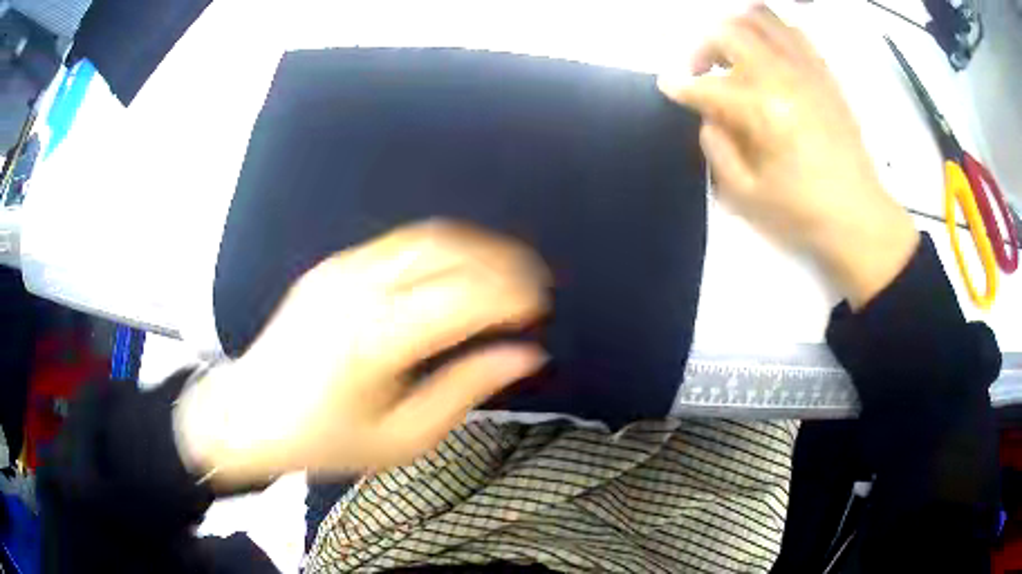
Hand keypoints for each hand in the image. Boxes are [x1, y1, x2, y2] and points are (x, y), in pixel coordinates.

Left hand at [175, 220, 549, 482]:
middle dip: (503, 260)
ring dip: (475, 246)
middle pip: (448, 251)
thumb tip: (524, 356)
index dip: (511, 295)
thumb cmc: (325, 438)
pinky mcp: (332, 266)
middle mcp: (359, 291)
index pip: (463, 297)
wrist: (250, 413)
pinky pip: (399, 244)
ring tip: (506, 269)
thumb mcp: (402, 437)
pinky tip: (456, 269)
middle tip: (533, 283)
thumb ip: (465, 390)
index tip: (540, 307)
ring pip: (426, 237)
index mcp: (376, 340)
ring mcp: (342, 270)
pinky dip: (441, 249)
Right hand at [658, 4, 917, 307]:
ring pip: (761, 19)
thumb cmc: (802, 212)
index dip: (680, 87)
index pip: (707, 86)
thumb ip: (717, 149)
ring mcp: (807, 70)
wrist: (859, 218)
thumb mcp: (745, 196)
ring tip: (735, 56)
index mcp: (761, 110)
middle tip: (701, 71)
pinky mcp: (825, 75)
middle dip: (703, 47)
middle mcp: (782, 76)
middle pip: (729, 33)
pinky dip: (772, 35)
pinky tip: (770, 58)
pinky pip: (794, 32)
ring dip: (737, 31)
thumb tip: (709, 118)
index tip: (668, 89)